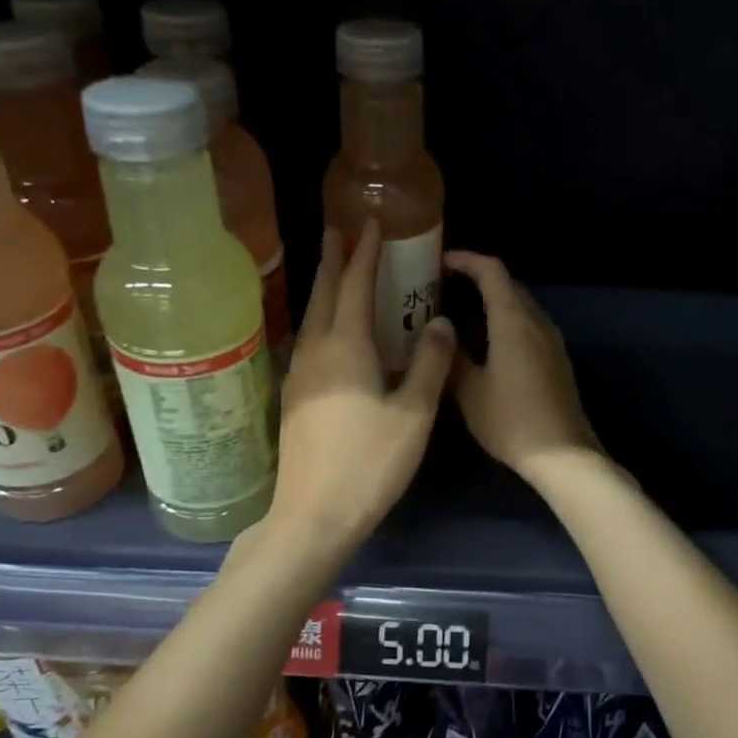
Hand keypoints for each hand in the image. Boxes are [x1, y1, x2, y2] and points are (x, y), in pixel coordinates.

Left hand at [268, 222, 454, 553]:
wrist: (314, 514)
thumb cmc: (369, 463)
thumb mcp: (414, 414)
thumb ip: (430, 364)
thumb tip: (442, 323)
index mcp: (346, 346)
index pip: (356, 285)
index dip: (366, 252)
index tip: (372, 222)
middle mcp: (316, 350)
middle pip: (324, 293)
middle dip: (334, 258)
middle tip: (341, 230)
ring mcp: (299, 374)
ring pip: (312, 316)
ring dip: (326, 287)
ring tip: (338, 269)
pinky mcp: (295, 396)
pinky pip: (310, 339)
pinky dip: (324, 318)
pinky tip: (333, 329)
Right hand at [445, 251, 600, 487]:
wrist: (562, 455)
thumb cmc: (512, 420)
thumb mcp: (470, 392)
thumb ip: (452, 358)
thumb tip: (439, 334)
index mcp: (514, 321)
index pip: (492, 271)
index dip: (466, 260)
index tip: (440, 262)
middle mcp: (537, 322)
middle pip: (508, 285)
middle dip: (478, 279)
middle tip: (444, 289)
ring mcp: (552, 341)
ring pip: (521, 306)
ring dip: (493, 301)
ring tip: (460, 313)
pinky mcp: (557, 360)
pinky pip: (529, 325)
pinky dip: (506, 321)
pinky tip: (487, 343)